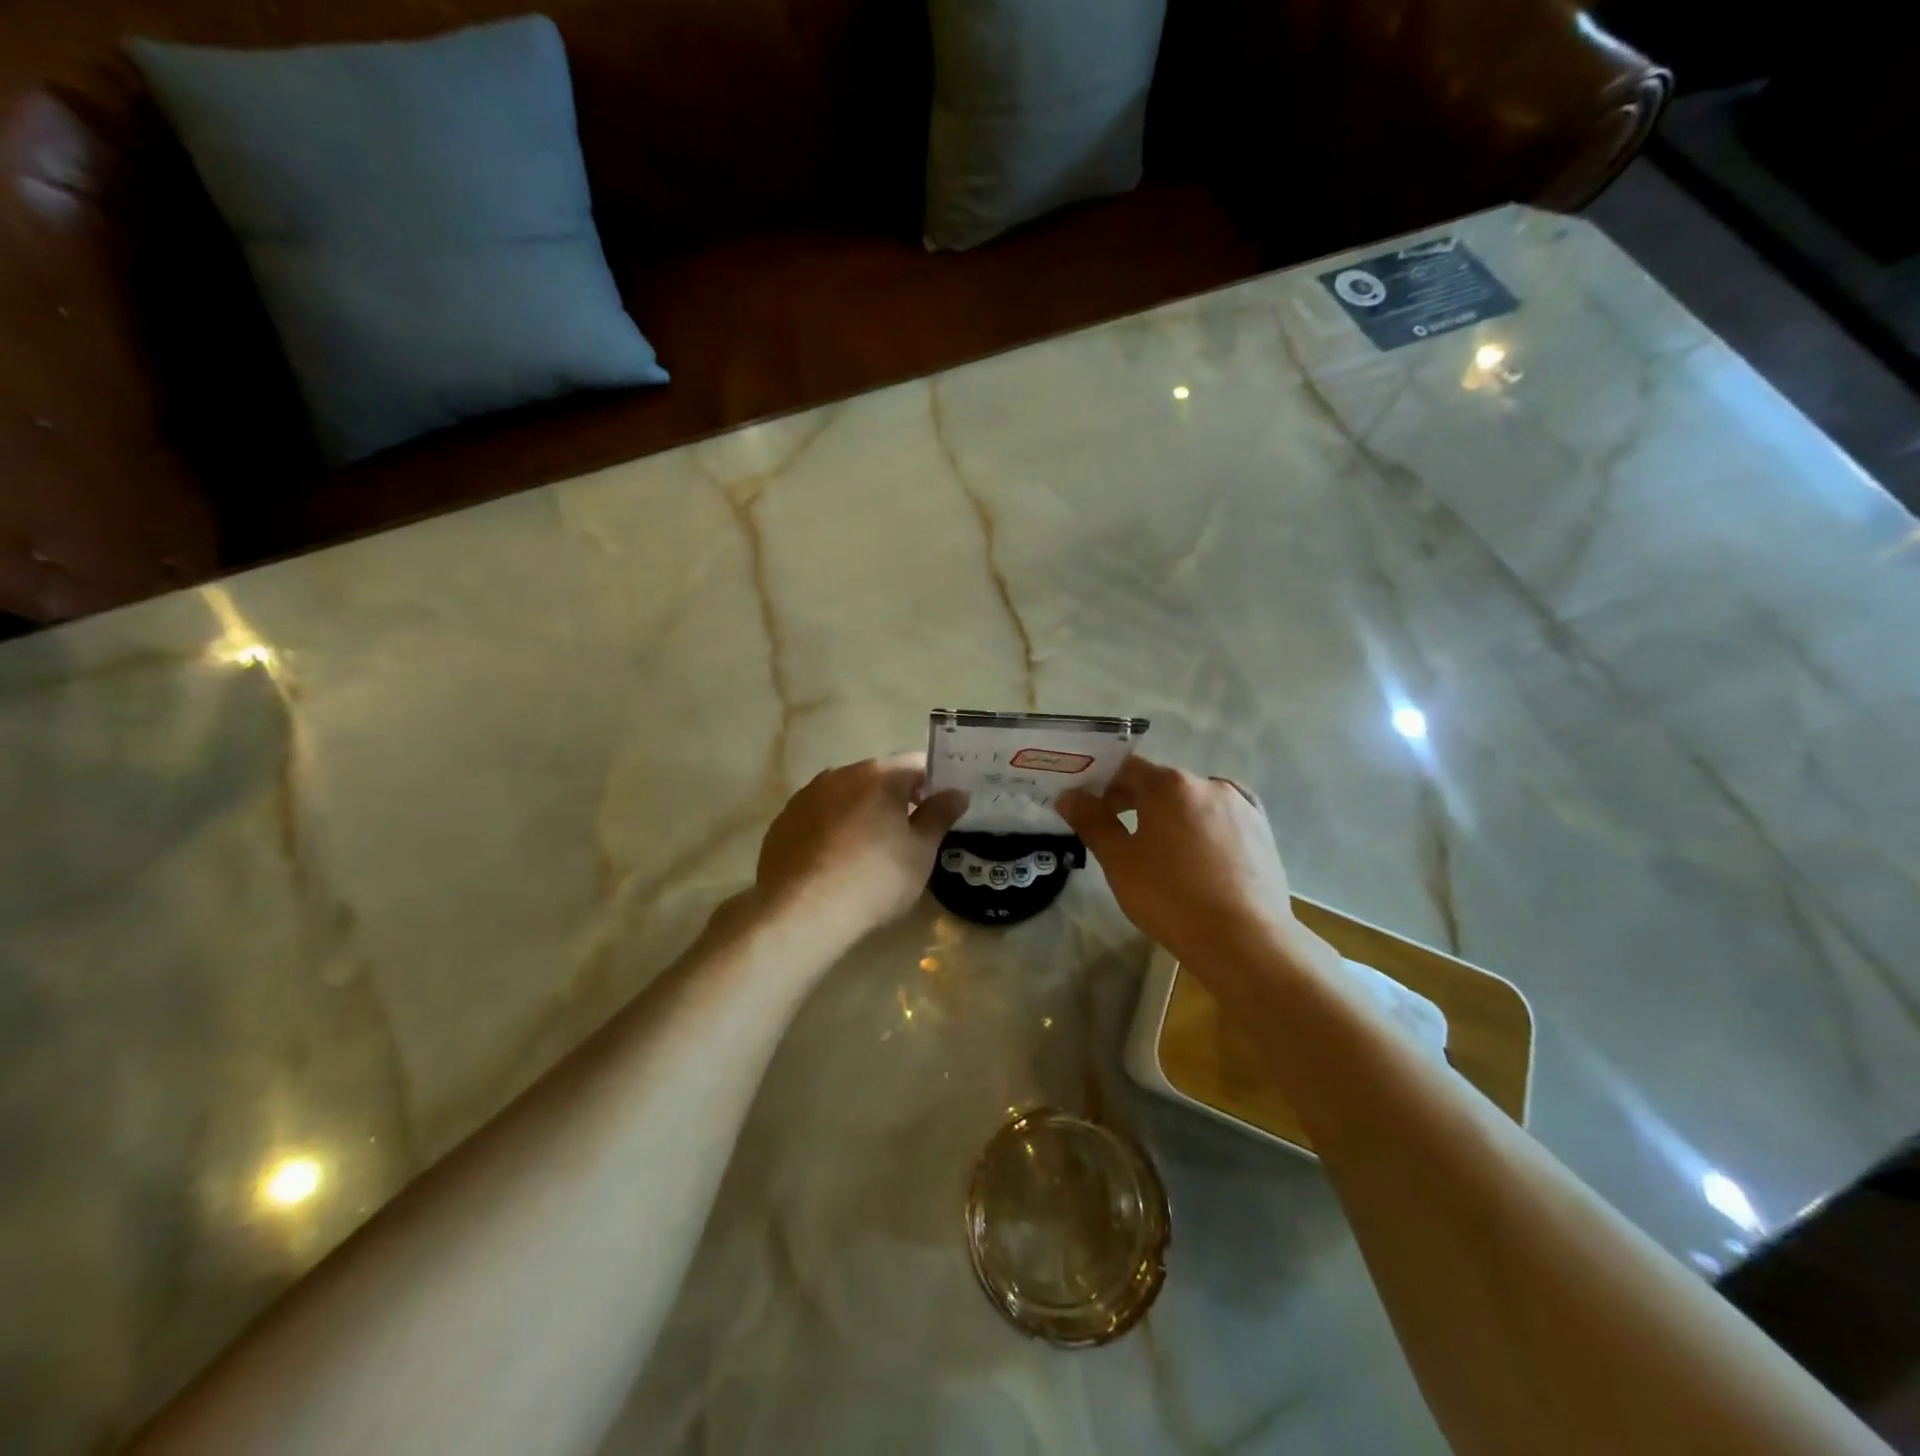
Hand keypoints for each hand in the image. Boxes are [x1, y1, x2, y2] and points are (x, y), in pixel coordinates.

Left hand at [753, 753, 966, 936]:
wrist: (801, 912)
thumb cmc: (875, 879)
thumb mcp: (920, 852)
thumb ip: (939, 816)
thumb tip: (957, 792)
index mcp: (880, 776)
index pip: (917, 765)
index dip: (933, 785)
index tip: (939, 811)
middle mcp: (840, 774)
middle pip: (878, 778)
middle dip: (895, 799)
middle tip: (908, 835)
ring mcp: (806, 796)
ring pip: (845, 796)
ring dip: (861, 813)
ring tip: (868, 851)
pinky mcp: (782, 822)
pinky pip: (818, 817)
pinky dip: (831, 830)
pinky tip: (834, 863)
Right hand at [1058, 756, 1295, 964]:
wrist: (1244, 939)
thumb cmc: (1171, 897)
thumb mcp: (1120, 862)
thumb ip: (1092, 822)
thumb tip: (1069, 795)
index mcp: (1168, 785)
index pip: (1126, 769)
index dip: (1103, 784)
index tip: (1090, 808)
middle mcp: (1206, 783)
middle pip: (1161, 783)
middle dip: (1135, 801)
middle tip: (1117, 832)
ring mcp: (1240, 805)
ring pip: (1194, 799)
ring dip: (1173, 813)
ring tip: (1162, 848)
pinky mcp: (1262, 830)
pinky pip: (1224, 815)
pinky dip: (1207, 823)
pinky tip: (1202, 844)